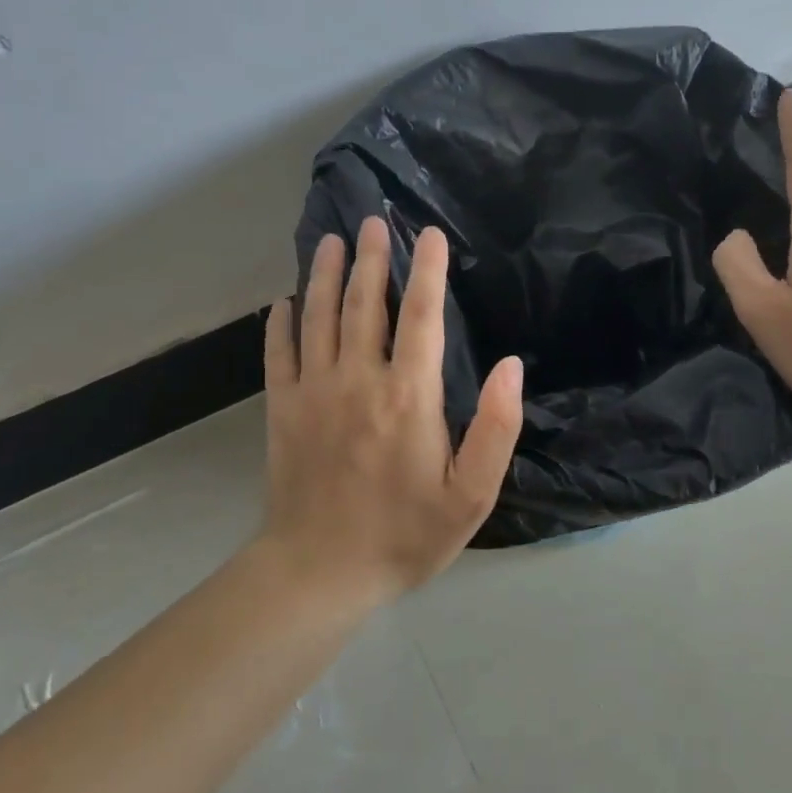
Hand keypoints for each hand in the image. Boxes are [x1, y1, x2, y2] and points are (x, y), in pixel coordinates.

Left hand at [259, 216, 523, 603]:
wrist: (319, 571)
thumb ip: (497, 428)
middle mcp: (358, 379)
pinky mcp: (282, 409)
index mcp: (408, 396)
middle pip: (363, 304)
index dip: (427, 271)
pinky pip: (279, 352)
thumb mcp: (471, 495)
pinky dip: (281, 322)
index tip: (429, 234)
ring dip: (324, 275)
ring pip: (318, 317)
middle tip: (372, 221)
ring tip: (330, 241)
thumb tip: (512, 366)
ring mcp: (313, 391)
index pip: (420, 316)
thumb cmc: (404, 534)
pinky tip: (283, 301)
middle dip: (371, 258)